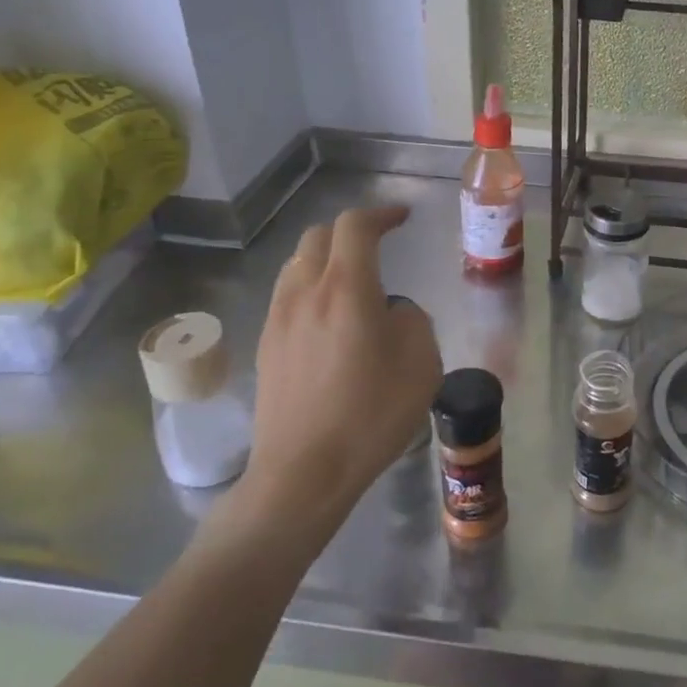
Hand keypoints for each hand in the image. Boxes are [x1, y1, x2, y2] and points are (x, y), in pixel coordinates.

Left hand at [244, 205, 441, 523]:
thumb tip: (391, 312)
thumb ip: (412, 320)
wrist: (303, 473)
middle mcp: (305, 292)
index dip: (381, 214)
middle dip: (351, 231)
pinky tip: (329, 318)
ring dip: (326, 258)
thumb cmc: (370, 416)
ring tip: (353, 279)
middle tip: (378, 244)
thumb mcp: (421, 364)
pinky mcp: (265, 345)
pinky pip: (288, 295)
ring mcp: (278, 319)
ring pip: (297, 264)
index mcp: (346, 289)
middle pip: (319, 236)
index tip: (402, 218)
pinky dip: (311, 288)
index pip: (355, 226)